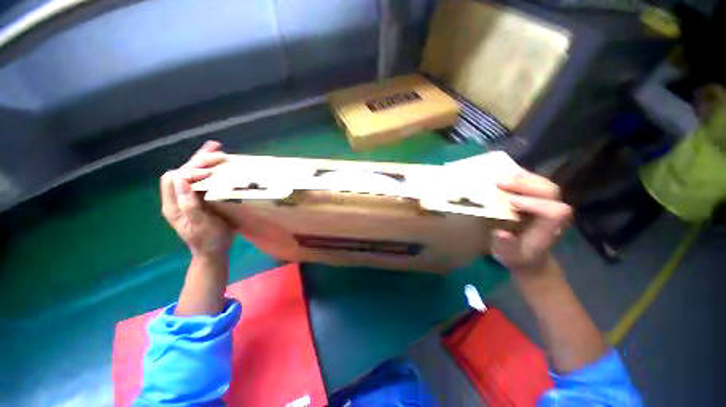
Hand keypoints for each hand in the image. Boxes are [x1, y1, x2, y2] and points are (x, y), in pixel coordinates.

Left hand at [160, 141, 232, 258]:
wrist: (213, 250)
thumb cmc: (208, 240)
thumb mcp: (199, 225)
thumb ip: (189, 205)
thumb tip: (181, 180)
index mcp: (173, 206)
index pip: (174, 180)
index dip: (189, 172)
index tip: (210, 172)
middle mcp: (177, 198)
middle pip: (182, 172)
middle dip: (197, 161)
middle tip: (216, 151)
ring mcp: (188, 197)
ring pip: (190, 173)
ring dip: (202, 160)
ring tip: (216, 148)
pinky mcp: (199, 198)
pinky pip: (200, 180)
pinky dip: (208, 169)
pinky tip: (217, 163)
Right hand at [492, 170, 571, 275]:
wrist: (530, 255)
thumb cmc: (519, 256)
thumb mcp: (510, 256)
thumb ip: (507, 246)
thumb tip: (500, 232)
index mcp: (551, 228)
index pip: (554, 211)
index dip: (535, 204)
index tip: (510, 202)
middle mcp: (554, 212)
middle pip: (549, 190)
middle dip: (525, 184)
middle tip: (498, 182)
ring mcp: (549, 202)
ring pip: (543, 183)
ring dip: (521, 177)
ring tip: (499, 177)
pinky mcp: (540, 197)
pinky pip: (535, 181)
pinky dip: (521, 176)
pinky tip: (506, 174)